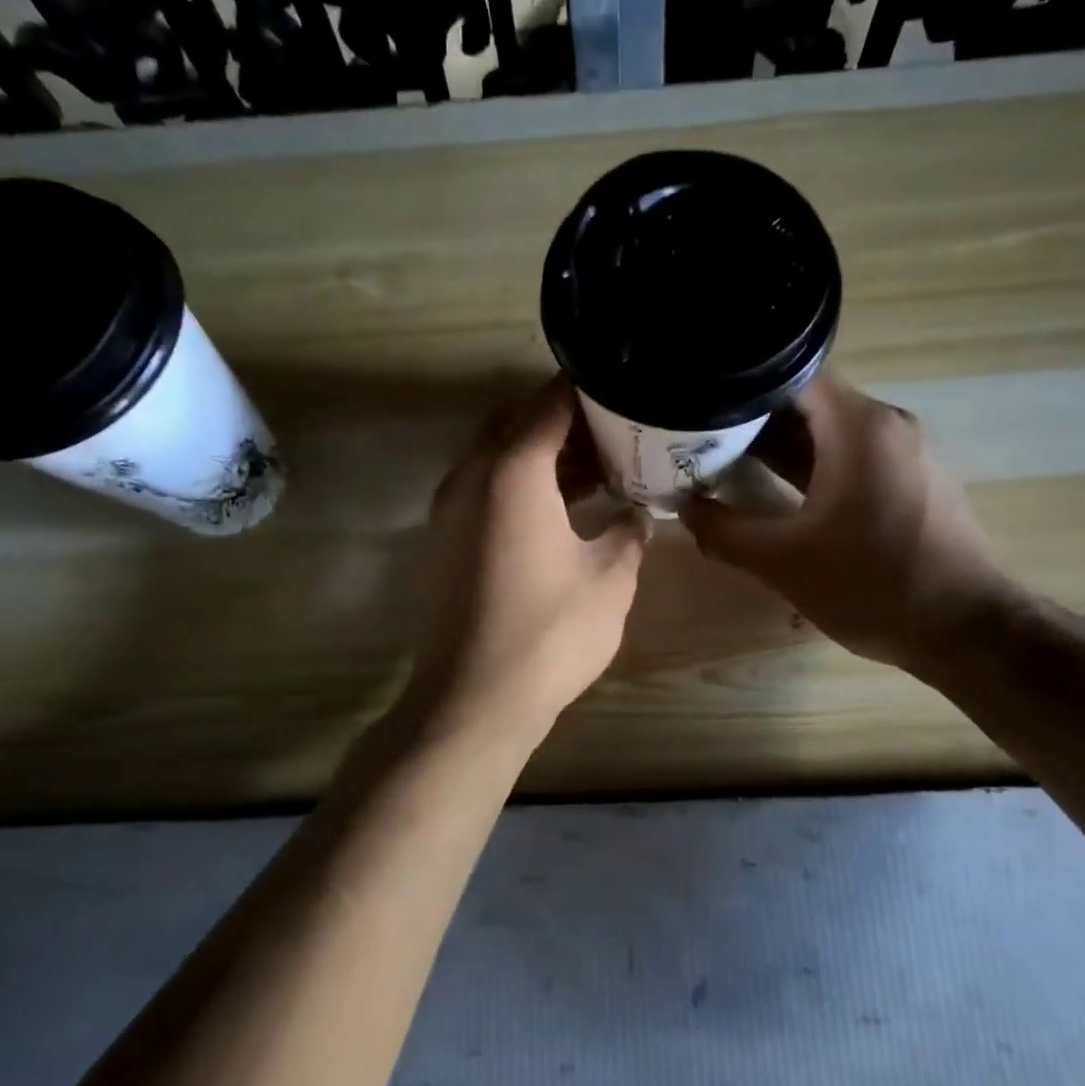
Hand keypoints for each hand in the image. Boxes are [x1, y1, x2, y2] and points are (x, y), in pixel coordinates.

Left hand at [405, 377, 647, 741]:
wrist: (473, 699)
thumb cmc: (549, 633)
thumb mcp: (611, 578)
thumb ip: (630, 531)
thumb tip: (639, 513)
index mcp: (512, 470)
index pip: (550, 402)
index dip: (589, 389)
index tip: (624, 386)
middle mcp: (471, 476)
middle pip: (518, 422)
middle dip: (565, 420)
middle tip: (615, 429)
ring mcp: (451, 508)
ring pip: (499, 456)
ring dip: (544, 454)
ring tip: (599, 466)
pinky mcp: (446, 540)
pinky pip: (486, 489)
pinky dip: (522, 484)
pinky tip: (563, 507)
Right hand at [683, 370, 1014, 673]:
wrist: (965, 630)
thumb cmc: (871, 586)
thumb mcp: (783, 562)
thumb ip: (725, 532)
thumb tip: (684, 508)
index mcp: (859, 427)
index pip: (791, 374)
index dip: (741, 386)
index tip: (702, 406)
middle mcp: (887, 425)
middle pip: (810, 402)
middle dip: (754, 420)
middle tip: (703, 440)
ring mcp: (906, 453)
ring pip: (832, 432)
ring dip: (783, 446)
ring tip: (729, 465)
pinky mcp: (914, 481)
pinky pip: (854, 457)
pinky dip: (815, 466)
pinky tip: (780, 494)